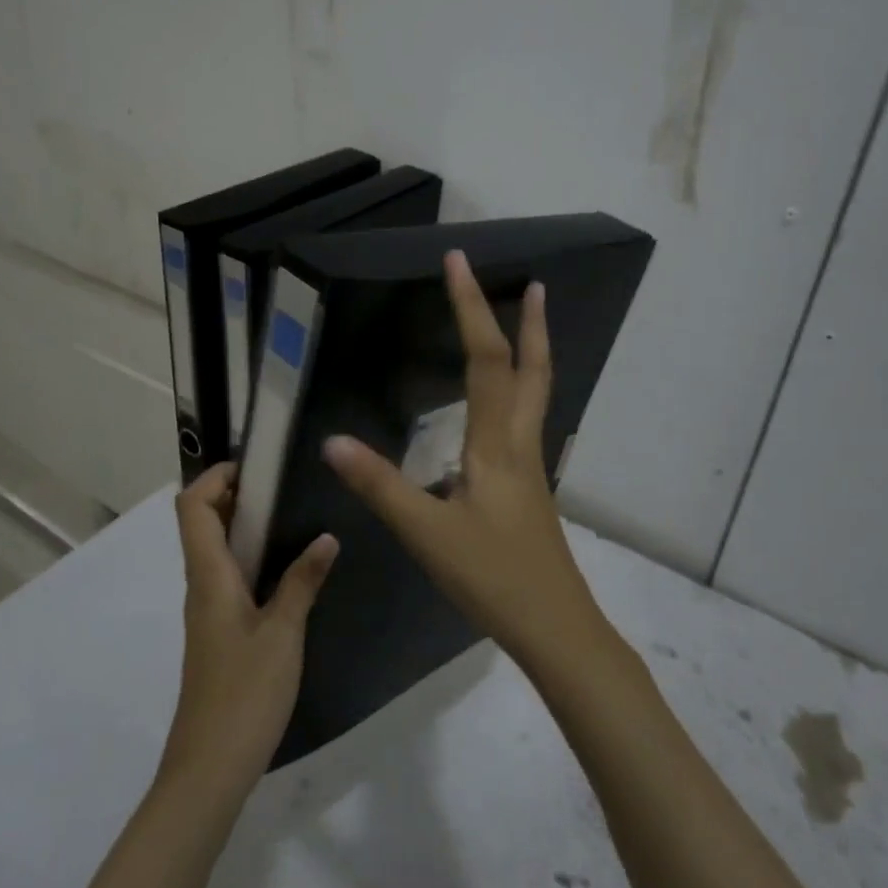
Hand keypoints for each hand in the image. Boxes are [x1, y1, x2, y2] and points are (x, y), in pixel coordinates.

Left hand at [162, 464, 337, 793]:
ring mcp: (208, 611)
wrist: (209, 769)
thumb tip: (327, 537)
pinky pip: (228, 577)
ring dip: (245, 526)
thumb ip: (303, 582)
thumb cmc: (244, 694)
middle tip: (285, 486)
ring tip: (295, 516)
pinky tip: (289, 569)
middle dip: (235, 495)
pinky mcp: (219, 633)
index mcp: (209, 577)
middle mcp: (201, 586)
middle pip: (201, 523)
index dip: (215, 476)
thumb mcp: (283, 633)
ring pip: (215, 551)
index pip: (192, 507)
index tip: (256, 465)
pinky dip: (251, 558)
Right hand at [322, 250, 609, 670]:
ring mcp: (530, 466)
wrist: (554, 626)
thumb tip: (332, 441)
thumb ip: (380, 487)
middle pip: (532, 370)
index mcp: (496, 444)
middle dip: (531, 323)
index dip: (471, 307)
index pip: (485, 360)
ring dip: (531, 353)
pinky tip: (500, 410)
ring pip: (536, 394)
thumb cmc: (493, 577)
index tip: (458, 262)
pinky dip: (520, 391)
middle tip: (533, 284)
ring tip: (523, 326)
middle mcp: (520, 444)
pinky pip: (526, 421)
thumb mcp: (427, 533)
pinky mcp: (528, 488)